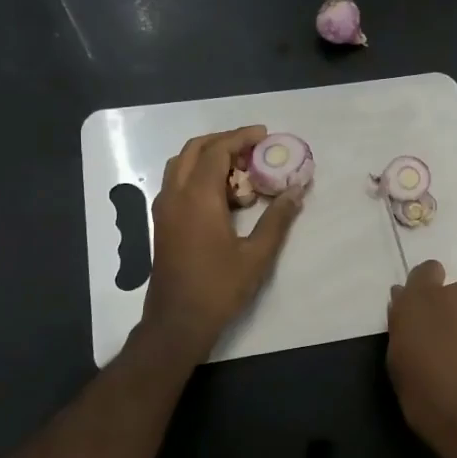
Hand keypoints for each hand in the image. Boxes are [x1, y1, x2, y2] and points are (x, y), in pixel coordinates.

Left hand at [139, 126, 303, 361]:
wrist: (177, 322)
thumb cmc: (218, 288)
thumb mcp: (256, 255)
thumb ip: (277, 220)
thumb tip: (295, 192)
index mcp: (197, 198)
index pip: (216, 151)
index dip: (240, 137)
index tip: (264, 134)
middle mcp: (174, 195)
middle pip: (193, 150)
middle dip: (223, 141)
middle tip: (252, 148)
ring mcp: (164, 209)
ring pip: (180, 165)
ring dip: (207, 157)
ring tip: (239, 169)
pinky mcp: (161, 223)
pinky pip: (177, 183)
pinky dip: (197, 175)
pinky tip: (222, 195)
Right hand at [386, 261, 456, 457]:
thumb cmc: (426, 398)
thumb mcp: (397, 364)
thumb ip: (402, 326)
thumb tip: (403, 302)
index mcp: (424, 300)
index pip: (426, 271)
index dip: (425, 287)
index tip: (421, 311)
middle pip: (455, 295)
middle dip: (450, 313)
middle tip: (445, 346)